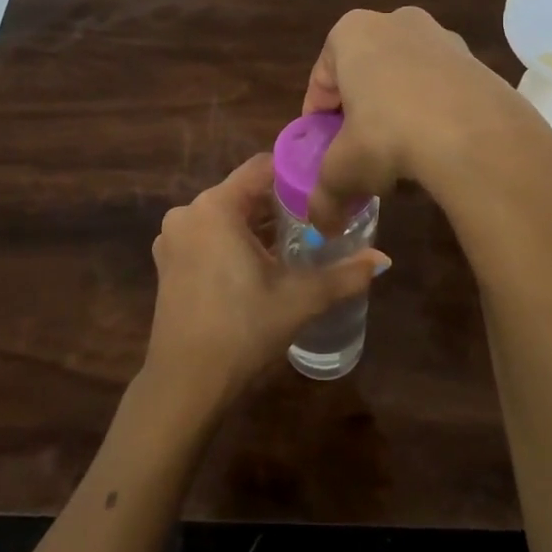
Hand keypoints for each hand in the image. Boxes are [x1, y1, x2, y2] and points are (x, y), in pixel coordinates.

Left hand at [142, 155, 387, 420]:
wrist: (185, 384)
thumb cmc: (242, 330)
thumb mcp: (299, 299)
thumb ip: (343, 275)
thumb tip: (383, 259)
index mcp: (216, 207)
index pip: (262, 167)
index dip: (297, 174)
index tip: (326, 189)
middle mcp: (188, 213)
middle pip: (243, 192)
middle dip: (281, 205)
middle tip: (318, 221)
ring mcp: (173, 239)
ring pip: (226, 216)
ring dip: (258, 226)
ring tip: (296, 244)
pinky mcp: (168, 263)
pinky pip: (208, 237)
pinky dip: (234, 242)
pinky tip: (261, 266)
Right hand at [301, 6, 551, 229]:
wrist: (477, 135)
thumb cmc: (389, 136)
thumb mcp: (344, 171)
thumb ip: (324, 196)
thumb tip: (322, 225)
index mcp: (351, 33)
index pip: (321, 80)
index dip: (318, 120)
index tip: (323, 151)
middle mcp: (395, 22)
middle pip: (364, 77)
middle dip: (359, 116)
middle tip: (359, 155)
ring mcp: (441, 36)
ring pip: (404, 82)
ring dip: (397, 116)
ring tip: (400, 160)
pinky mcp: (476, 60)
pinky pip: (440, 90)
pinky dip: (432, 116)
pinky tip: (435, 152)